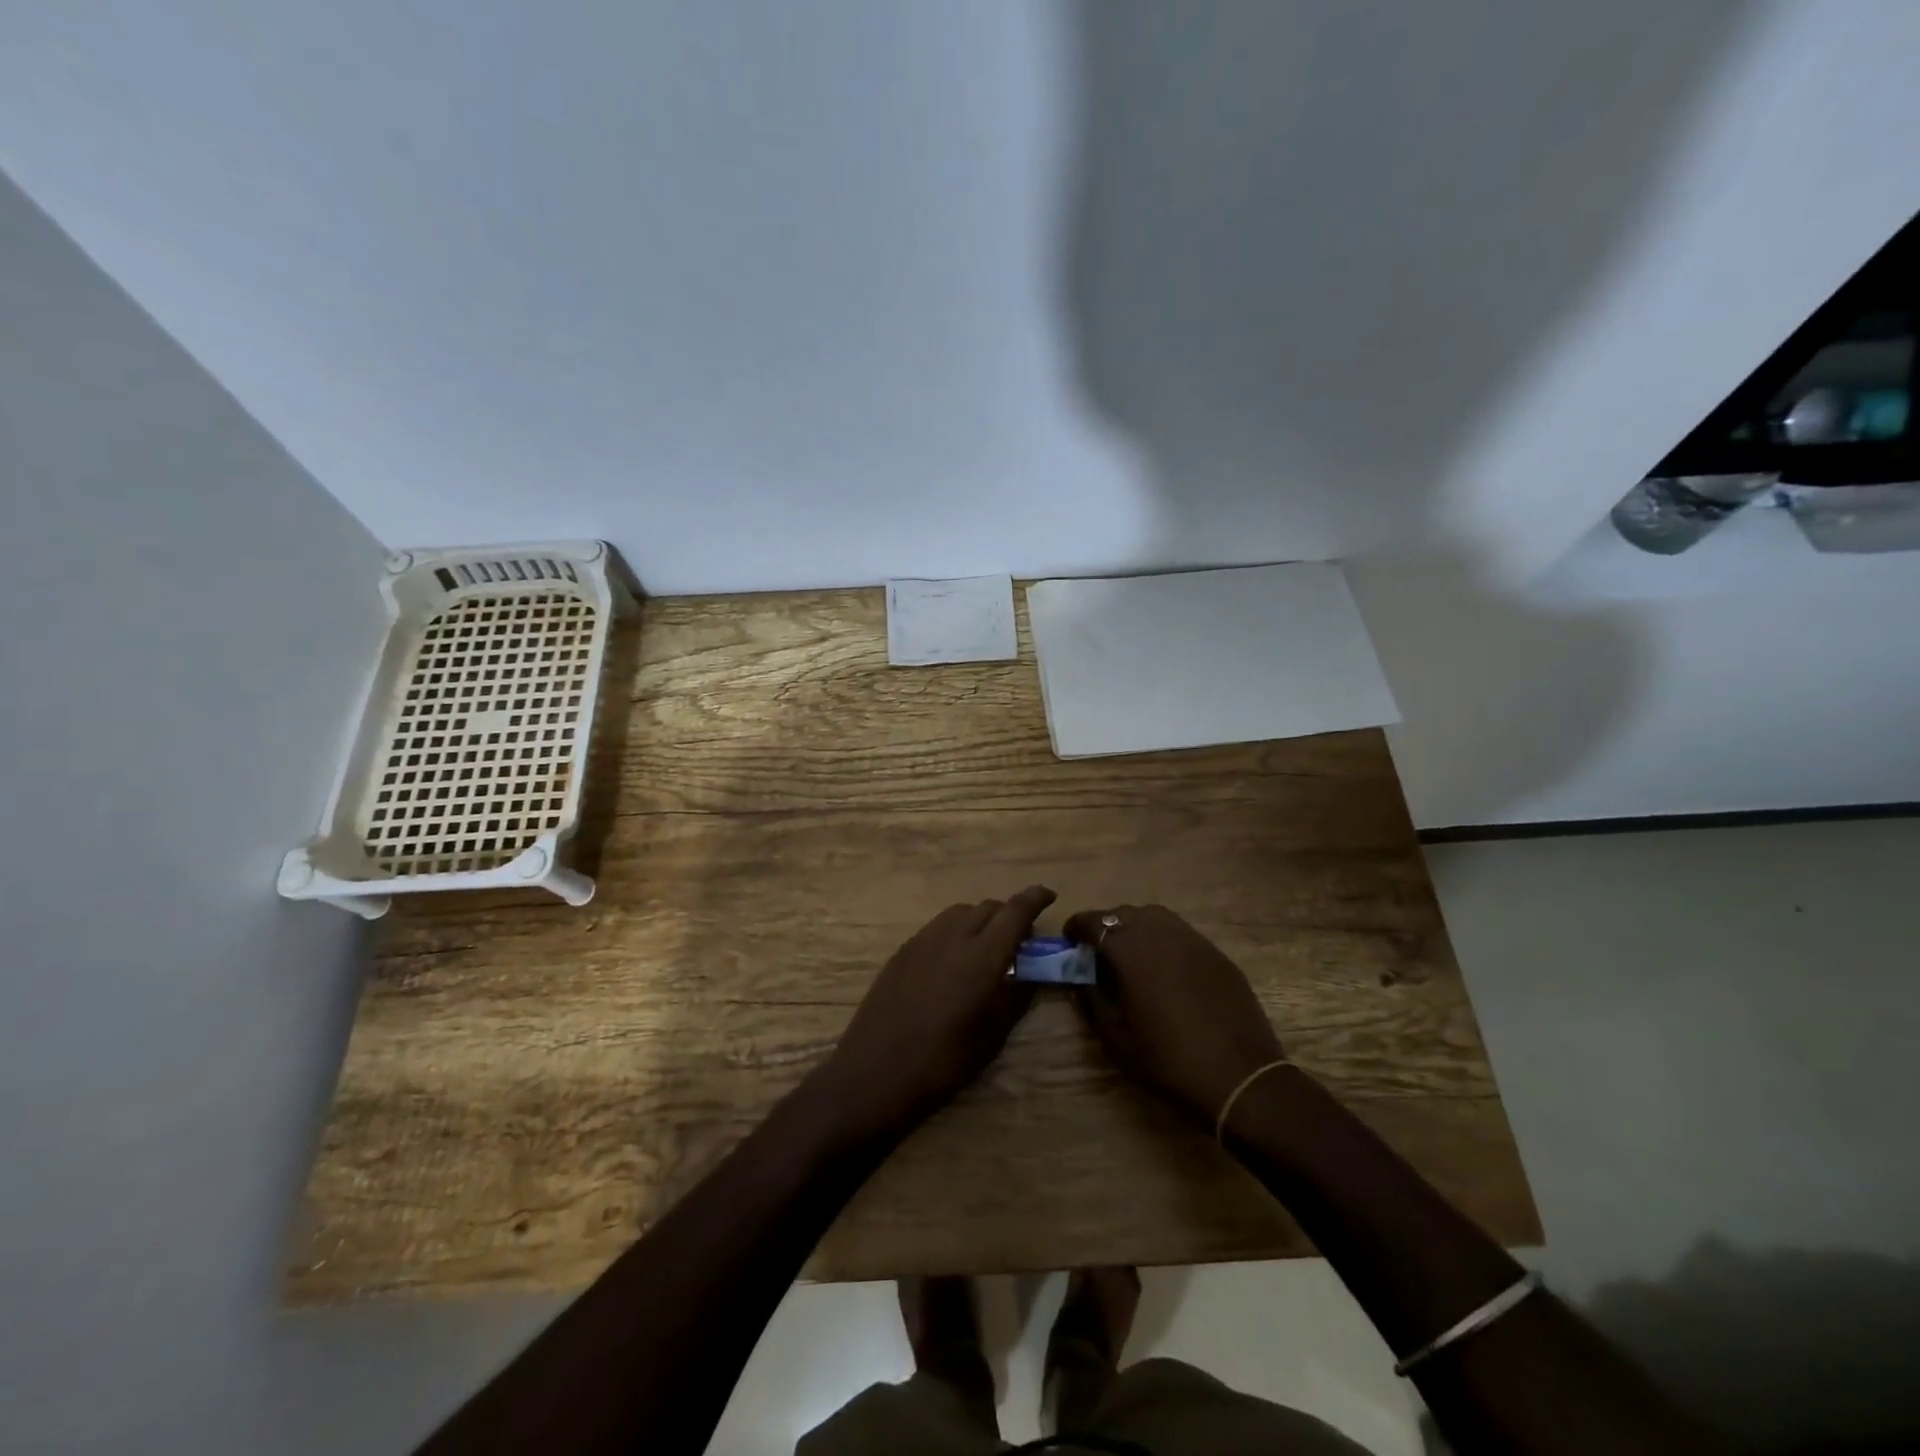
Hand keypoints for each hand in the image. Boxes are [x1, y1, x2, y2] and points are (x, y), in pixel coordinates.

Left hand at [820, 886, 1055, 1141]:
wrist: (876, 1072)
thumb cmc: (945, 1061)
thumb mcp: (994, 1034)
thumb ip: (1018, 995)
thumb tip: (1032, 973)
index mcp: (983, 956)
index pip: (1016, 911)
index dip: (1036, 898)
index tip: (1049, 896)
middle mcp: (954, 936)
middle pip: (989, 907)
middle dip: (1009, 915)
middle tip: (1019, 940)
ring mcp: (923, 940)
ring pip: (961, 912)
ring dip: (980, 920)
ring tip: (986, 948)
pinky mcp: (903, 950)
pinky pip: (938, 927)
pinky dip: (956, 931)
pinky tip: (954, 961)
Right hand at [1065, 904, 1284, 1127]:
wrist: (1241, 1079)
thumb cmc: (1169, 1061)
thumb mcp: (1116, 1039)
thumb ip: (1091, 1000)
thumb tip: (1080, 978)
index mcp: (1131, 950)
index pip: (1095, 921)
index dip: (1078, 927)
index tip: (1070, 942)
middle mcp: (1161, 933)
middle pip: (1125, 913)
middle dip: (1106, 927)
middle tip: (1099, 953)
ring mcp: (1194, 940)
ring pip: (1155, 917)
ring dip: (1136, 928)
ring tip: (1131, 957)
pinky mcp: (1217, 954)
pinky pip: (1181, 934)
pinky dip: (1164, 941)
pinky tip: (1166, 970)